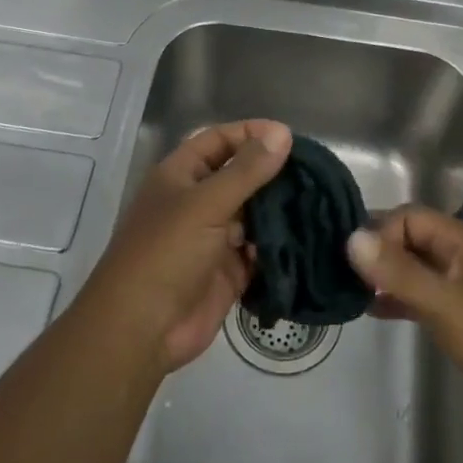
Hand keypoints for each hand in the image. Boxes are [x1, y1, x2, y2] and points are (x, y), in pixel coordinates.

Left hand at [84, 119, 291, 372]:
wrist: (142, 329)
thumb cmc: (166, 253)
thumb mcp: (206, 204)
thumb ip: (246, 170)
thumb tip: (282, 133)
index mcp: (181, 176)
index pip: (218, 140)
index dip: (250, 133)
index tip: (290, 136)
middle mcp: (197, 202)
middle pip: (240, 177)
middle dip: (273, 173)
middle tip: (316, 171)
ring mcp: (214, 238)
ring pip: (254, 215)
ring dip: (281, 210)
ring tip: (320, 201)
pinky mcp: (229, 272)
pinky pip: (260, 251)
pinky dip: (280, 246)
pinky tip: (309, 237)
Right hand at [347, 207, 462, 436]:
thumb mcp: (445, 304)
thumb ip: (398, 272)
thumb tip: (351, 237)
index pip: (410, 217)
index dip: (381, 233)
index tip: (355, 264)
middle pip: (413, 240)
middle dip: (380, 252)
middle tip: (342, 275)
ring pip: (419, 269)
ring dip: (388, 277)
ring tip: (352, 293)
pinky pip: (427, 297)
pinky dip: (402, 299)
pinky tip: (376, 312)